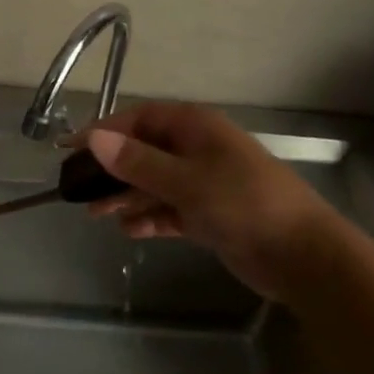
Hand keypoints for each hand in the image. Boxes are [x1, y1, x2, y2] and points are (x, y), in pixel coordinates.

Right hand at [80, 103, 341, 300]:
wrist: (302, 254)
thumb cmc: (242, 203)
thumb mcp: (185, 181)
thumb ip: (138, 162)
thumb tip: (93, 138)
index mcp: (195, 127)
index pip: (140, 119)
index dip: (104, 132)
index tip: (71, 150)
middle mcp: (198, 148)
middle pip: (145, 151)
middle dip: (113, 169)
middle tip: (79, 190)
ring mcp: (205, 182)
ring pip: (155, 182)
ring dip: (127, 196)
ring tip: (96, 215)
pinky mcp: (211, 214)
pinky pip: (171, 209)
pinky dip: (151, 217)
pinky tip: (130, 231)